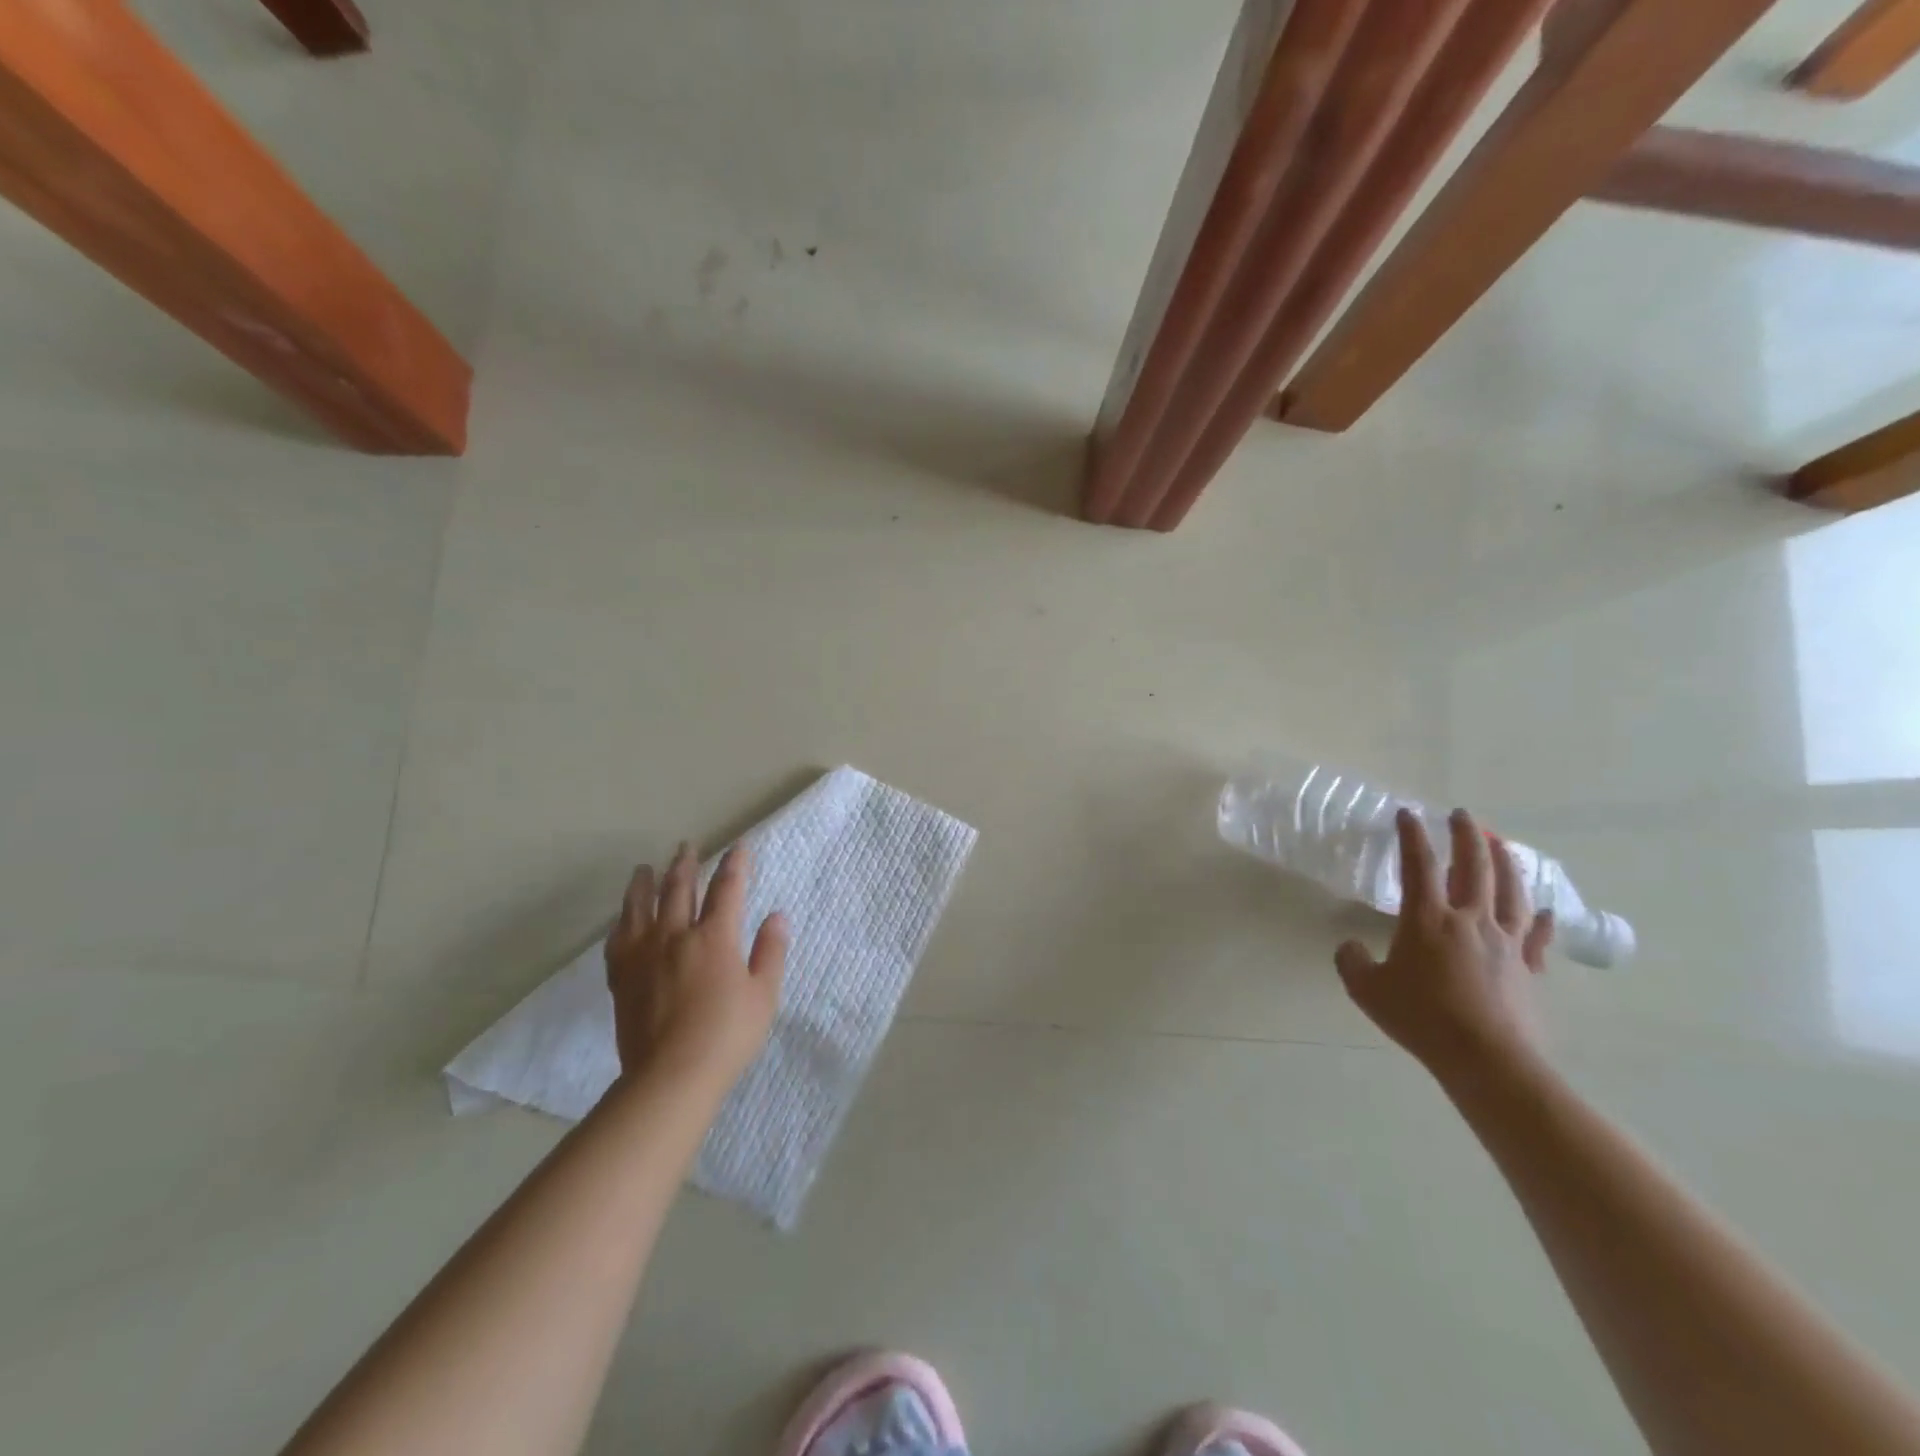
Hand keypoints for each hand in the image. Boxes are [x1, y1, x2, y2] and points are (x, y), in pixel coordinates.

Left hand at [605, 843, 788, 1093]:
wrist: (670, 1076)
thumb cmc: (727, 1035)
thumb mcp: (763, 995)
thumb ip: (770, 951)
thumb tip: (777, 915)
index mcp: (714, 937)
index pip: (727, 889)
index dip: (735, 865)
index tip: (739, 847)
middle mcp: (676, 936)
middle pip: (678, 889)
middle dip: (684, 864)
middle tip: (686, 847)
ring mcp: (644, 955)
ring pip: (641, 907)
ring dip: (645, 884)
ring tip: (644, 869)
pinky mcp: (622, 978)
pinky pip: (617, 940)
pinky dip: (622, 922)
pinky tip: (622, 919)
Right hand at [1334, 807, 1554, 1077]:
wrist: (1487, 1059)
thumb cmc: (1422, 1018)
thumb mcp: (1366, 989)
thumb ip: (1352, 961)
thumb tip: (1351, 947)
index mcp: (1427, 918)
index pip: (1417, 864)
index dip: (1411, 835)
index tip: (1407, 814)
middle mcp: (1470, 919)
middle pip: (1473, 866)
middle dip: (1466, 835)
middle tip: (1462, 815)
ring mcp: (1506, 943)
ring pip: (1510, 891)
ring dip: (1505, 863)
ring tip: (1501, 844)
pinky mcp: (1529, 969)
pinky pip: (1537, 936)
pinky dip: (1541, 919)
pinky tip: (1543, 909)